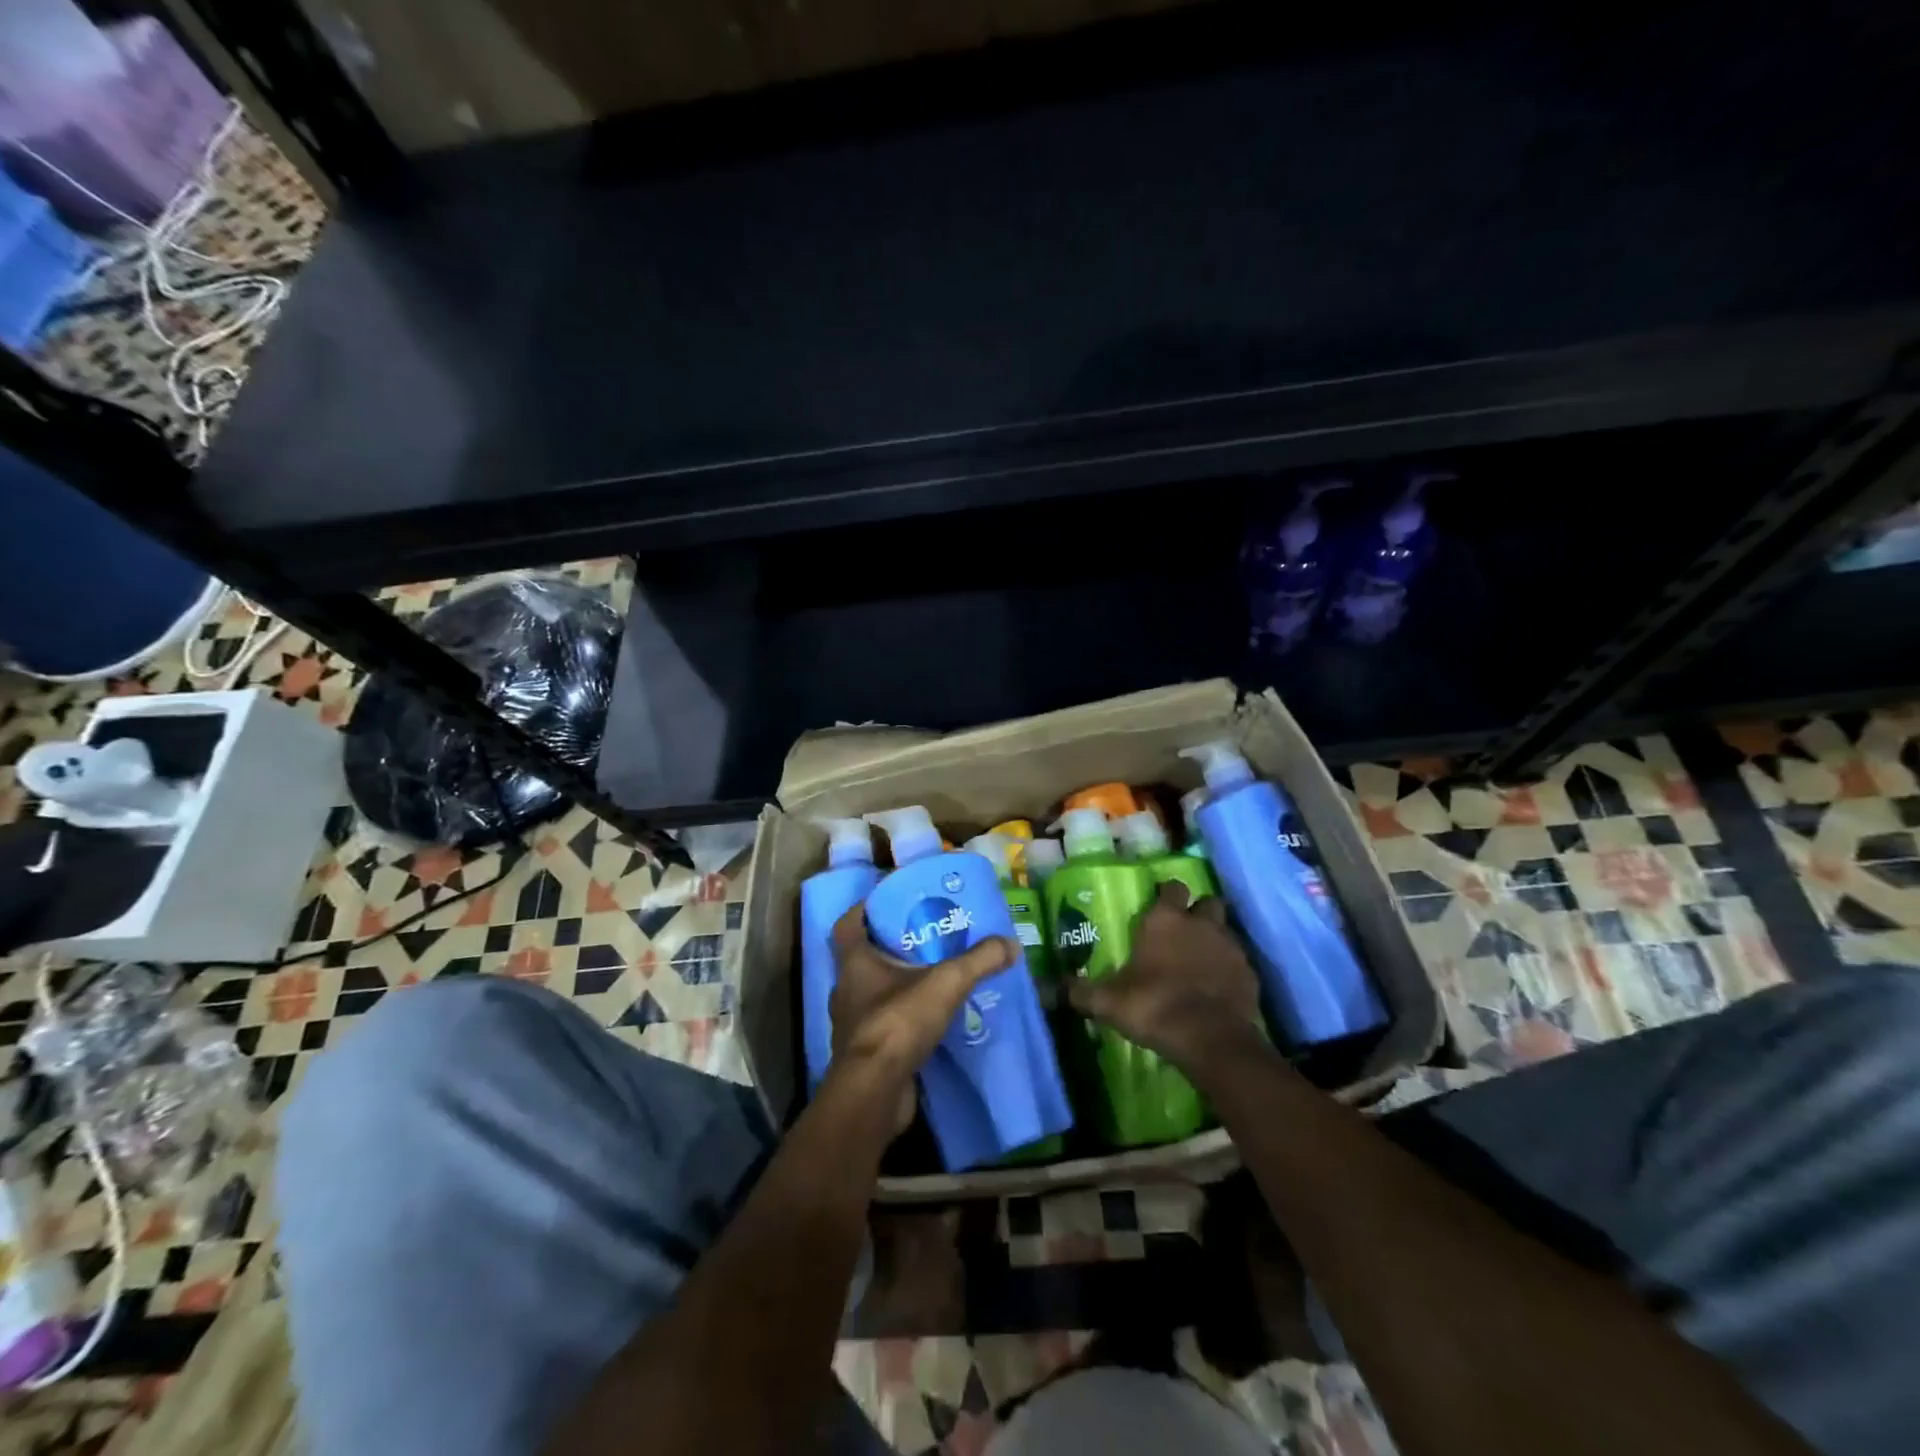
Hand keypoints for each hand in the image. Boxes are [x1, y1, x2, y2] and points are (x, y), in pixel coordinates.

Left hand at [828, 905, 1017, 1132]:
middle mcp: (846, 990)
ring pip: (873, 994)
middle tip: (924, 940)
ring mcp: (852, 1024)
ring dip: (897, 987)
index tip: (886, 903)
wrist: (875, 1091)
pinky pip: (883, 1027)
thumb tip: (1011, 944)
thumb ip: (978, 960)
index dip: (862, 910)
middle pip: (864, 959)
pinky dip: (902, 1020)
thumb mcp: (946, 983)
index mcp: (854, 963)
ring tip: (932, 980)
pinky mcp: (864, 1054)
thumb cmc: (898, 1021)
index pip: (847, 925)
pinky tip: (929, 1021)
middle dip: (891, 949)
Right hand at [1069, 881, 1265, 1069]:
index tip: (1161, 904)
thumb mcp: (1108, 1002)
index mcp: (1165, 920)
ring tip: (1202, 961)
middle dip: (1199, 911)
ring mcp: (1230, 948)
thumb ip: (1081, 991)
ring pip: (1226, 931)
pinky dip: (1231, 971)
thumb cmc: (1153, 1006)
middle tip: (1186, 930)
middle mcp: (1201, 924)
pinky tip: (1219, 989)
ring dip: (1216, 940)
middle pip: (1208, 902)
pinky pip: (1240, 963)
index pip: (1172, 887)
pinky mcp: (1251, 974)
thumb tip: (1052, 987)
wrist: (1210, 1039)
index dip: (1168, 894)